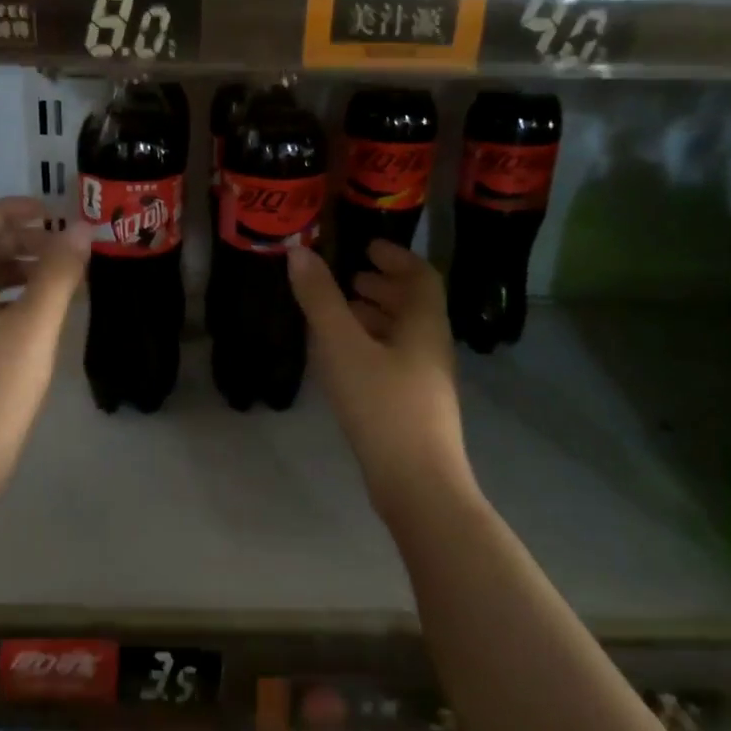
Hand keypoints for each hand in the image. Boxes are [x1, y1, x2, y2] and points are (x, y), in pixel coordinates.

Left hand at [0, 198, 88, 484]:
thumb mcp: (33, 327)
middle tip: (63, 244)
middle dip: (20, 238)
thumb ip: (58, 274)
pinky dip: (16, 296)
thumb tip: (81, 228)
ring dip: (20, 267)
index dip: (10, 209)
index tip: (51, 211)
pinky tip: (44, 313)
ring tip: (62, 274)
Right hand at [288, 240, 474, 516]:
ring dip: (375, 317)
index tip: (367, 247)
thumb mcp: (343, 347)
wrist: (417, 484)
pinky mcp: (413, 406)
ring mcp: (425, 380)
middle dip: (382, 286)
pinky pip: (393, 360)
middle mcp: (431, 347)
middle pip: (413, 305)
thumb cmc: (382, 405)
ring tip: (341, 312)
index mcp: (424, 325)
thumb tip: (299, 252)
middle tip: (349, 278)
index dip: (396, 257)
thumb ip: (320, 299)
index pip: (421, 276)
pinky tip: (344, 358)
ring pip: (402, 335)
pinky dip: (371, 345)